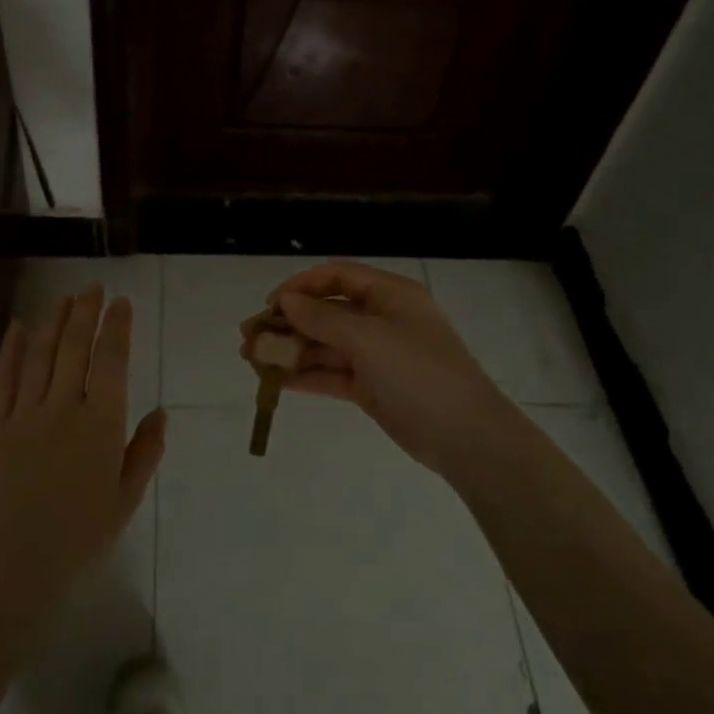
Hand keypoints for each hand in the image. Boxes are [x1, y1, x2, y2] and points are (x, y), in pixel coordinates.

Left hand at [0, 285, 167, 621]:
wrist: (14, 564)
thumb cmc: (80, 536)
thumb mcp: (126, 498)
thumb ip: (145, 452)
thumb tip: (160, 414)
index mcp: (102, 424)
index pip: (112, 362)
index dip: (118, 328)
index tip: (122, 303)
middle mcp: (64, 408)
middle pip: (75, 348)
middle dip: (86, 313)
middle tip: (93, 287)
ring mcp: (26, 414)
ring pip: (40, 355)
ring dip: (53, 321)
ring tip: (64, 298)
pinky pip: (2, 379)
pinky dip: (10, 349)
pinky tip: (17, 327)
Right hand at [252, 263, 525, 478]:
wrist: (465, 436)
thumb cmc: (419, 374)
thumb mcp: (369, 339)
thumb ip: (323, 319)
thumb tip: (286, 301)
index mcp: (390, 295)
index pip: (337, 277)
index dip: (301, 286)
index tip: (270, 305)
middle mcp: (382, 319)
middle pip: (327, 312)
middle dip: (288, 323)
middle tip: (248, 337)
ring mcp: (377, 355)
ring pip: (326, 345)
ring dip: (291, 351)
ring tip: (252, 360)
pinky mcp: (372, 387)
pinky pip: (332, 374)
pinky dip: (305, 375)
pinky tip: (275, 381)